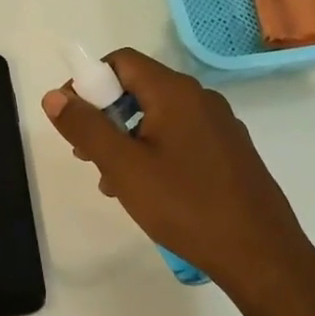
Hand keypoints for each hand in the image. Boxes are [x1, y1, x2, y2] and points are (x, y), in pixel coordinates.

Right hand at [42, 49, 314, 289]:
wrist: (260, 254)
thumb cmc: (186, 206)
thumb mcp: (123, 167)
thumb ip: (85, 128)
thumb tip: (54, 96)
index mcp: (175, 92)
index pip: (122, 61)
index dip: (89, 82)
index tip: (72, 120)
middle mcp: (200, 98)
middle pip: (139, 88)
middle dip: (105, 115)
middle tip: (87, 156)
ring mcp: (219, 125)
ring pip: (159, 116)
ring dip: (127, 139)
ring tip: (113, 181)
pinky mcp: (229, 152)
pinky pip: (181, 137)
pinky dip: (154, 151)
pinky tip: (148, 191)